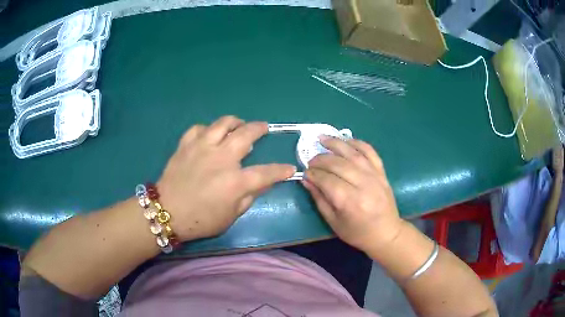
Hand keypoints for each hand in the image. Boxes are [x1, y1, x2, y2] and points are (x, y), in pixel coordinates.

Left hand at [157, 116, 295, 240]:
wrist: (167, 212)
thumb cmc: (201, 220)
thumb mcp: (231, 216)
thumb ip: (249, 197)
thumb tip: (263, 183)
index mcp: (234, 181)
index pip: (266, 172)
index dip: (281, 170)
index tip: (289, 168)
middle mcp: (221, 158)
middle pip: (246, 134)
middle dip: (260, 129)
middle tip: (263, 128)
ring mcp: (202, 147)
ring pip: (223, 123)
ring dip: (235, 121)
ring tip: (239, 125)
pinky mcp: (186, 144)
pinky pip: (199, 128)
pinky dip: (207, 129)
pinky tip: (210, 135)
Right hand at [303, 136, 403, 252]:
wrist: (386, 232)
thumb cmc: (357, 232)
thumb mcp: (333, 222)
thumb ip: (319, 199)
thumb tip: (306, 180)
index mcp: (350, 202)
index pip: (327, 180)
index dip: (313, 174)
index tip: (305, 173)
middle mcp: (363, 185)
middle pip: (338, 164)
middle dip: (321, 159)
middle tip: (310, 160)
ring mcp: (375, 176)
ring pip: (353, 154)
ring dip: (336, 143)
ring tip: (322, 138)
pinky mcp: (382, 172)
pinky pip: (370, 152)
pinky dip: (357, 143)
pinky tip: (346, 140)